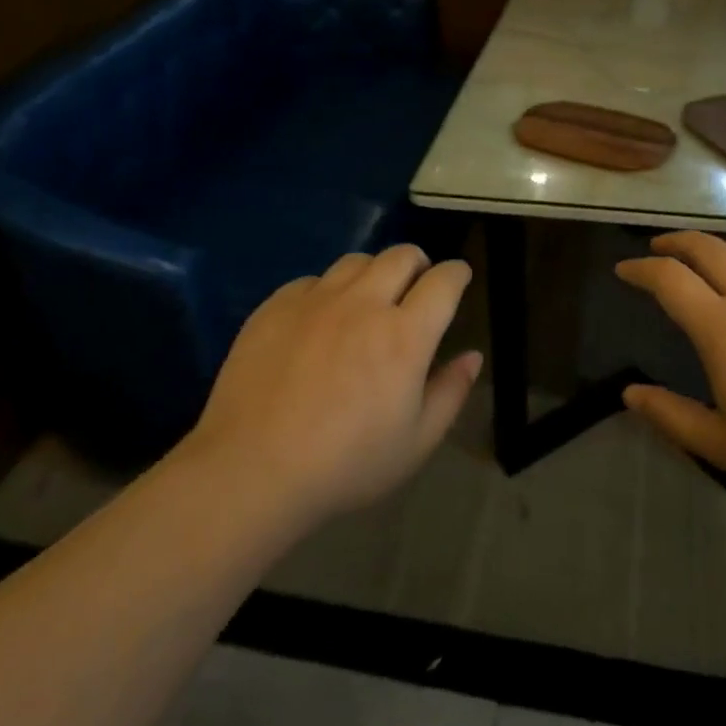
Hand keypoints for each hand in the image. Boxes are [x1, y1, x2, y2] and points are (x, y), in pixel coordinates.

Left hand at [188, 246, 481, 518]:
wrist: (252, 470)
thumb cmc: (346, 465)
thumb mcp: (415, 442)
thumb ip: (450, 392)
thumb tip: (472, 356)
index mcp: (405, 335)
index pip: (443, 281)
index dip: (457, 274)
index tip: (459, 278)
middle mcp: (363, 304)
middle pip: (401, 255)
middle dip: (419, 263)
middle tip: (416, 288)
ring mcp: (316, 300)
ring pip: (356, 261)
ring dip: (374, 273)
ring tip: (368, 299)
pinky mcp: (276, 306)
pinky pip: (312, 280)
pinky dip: (328, 291)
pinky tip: (320, 320)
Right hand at [617, 232, 725, 509]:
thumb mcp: (723, 445)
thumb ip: (671, 416)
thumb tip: (630, 394)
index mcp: (722, 329)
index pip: (669, 279)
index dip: (640, 269)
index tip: (624, 271)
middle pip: (706, 247)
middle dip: (674, 241)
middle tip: (658, 249)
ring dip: (716, 248)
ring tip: (705, 259)